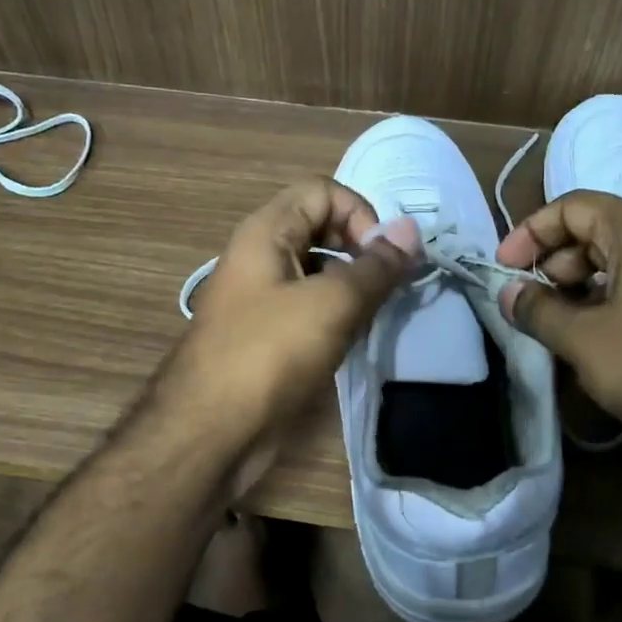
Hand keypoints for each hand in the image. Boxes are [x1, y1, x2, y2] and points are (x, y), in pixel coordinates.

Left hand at [164, 179, 419, 461]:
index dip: (360, 213)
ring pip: (320, 270)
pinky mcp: (268, 333)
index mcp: (266, 231)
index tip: (383, 257)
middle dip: (360, 249)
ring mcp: (263, 296)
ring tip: (375, 313)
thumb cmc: (269, 354)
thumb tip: (411, 229)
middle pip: (322, 226)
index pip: (323, 190)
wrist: (211, 430)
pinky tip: (353, 338)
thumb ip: (375, 266)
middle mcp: (262, 255)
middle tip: (388, 285)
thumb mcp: (331, 303)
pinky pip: (311, 306)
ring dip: (353, 284)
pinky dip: (337, 313)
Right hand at [495, 190, 621, 478]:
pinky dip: (613, 301)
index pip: (573, 206)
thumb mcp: (583, 338)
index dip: (531, 233)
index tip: (504, 268)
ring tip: (558, 323)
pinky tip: (597, 339)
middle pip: (599, 230)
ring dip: (581, 285)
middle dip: (555, 261)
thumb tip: (508, 293)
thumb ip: (537, 309)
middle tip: (531, 300)